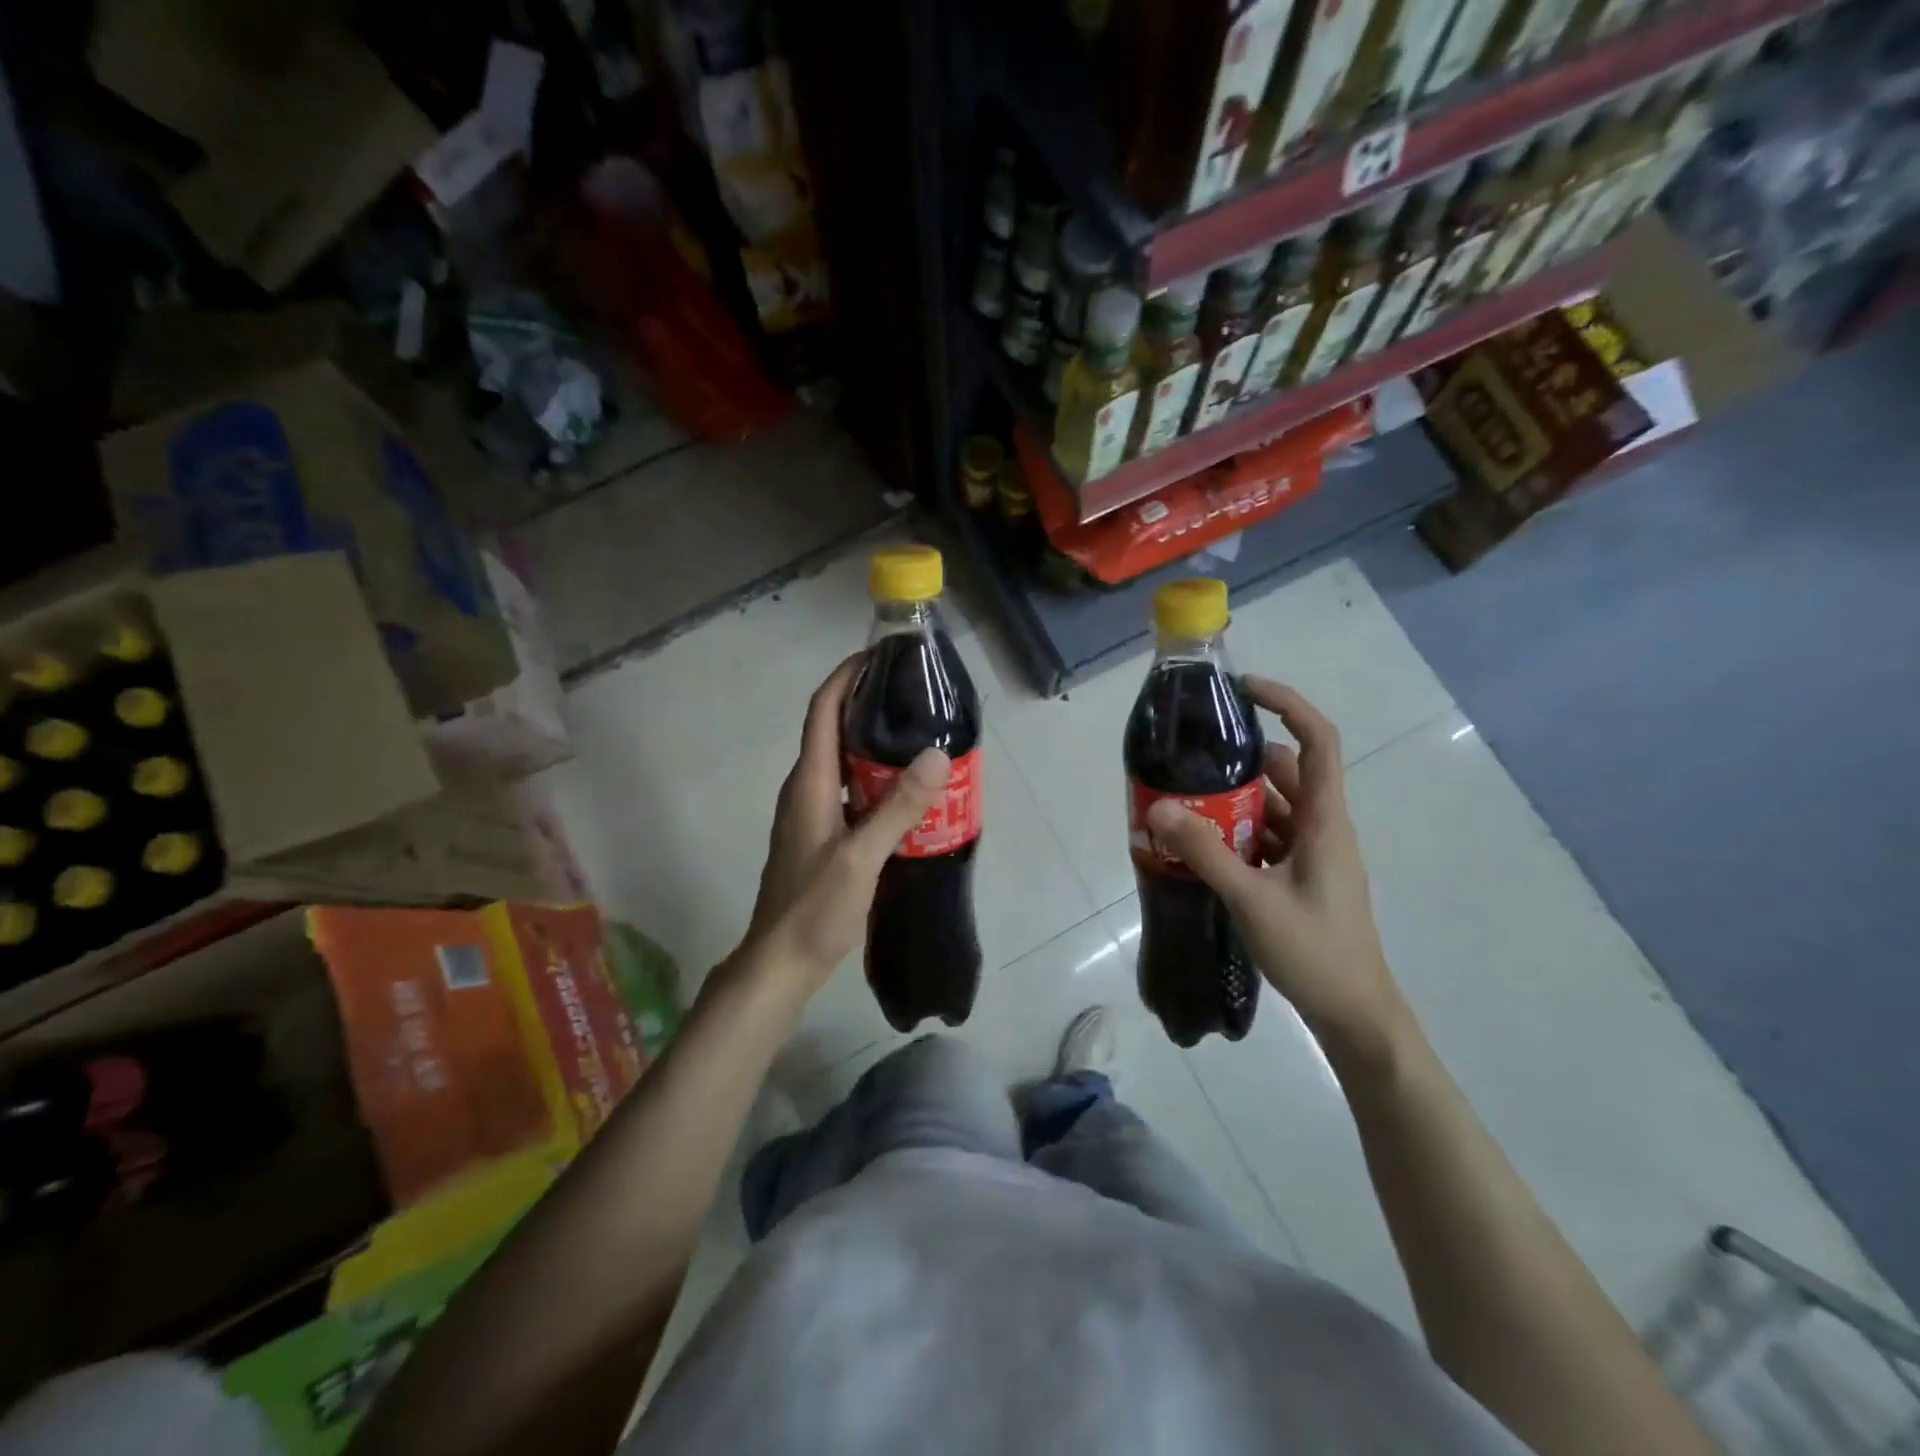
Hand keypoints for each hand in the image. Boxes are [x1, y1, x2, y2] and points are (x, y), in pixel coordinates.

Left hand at [739, 655, 950, 989]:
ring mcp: (812, 814)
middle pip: (834, 730)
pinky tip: (908, 793)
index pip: (822, 712)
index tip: (878, 656)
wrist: (781, 963)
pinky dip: (876, 780)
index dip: (844, 677)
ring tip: (920, 737)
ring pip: (844, 763)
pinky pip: (851, 792)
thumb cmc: (814, 908)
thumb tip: (936, 754)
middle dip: (868, 705)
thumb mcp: (861, 857)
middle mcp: (806, 790)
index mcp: (809, 783)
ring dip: (875, 745)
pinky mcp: (822, 836)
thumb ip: (898, 807)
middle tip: (915, 698)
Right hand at [1144, 677, 1404, 1052]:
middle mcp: (1320, 828)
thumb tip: (1159, 807)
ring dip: (1231, 801)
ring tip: (1181, 800)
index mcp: (1324, 820)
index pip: (1318, 741)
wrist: (1355, 1015)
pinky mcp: (1298, 878)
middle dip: (1238, 760)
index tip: (1244, 689)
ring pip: (1270, 808)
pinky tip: (1197, 845)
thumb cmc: (1315, 952)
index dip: (1288, 703)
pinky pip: (1264, 839)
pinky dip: (1233, 834)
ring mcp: (1310, 855)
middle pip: (1283, 772)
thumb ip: (1205, 852)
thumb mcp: (1253, 899)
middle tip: (1189, 758)